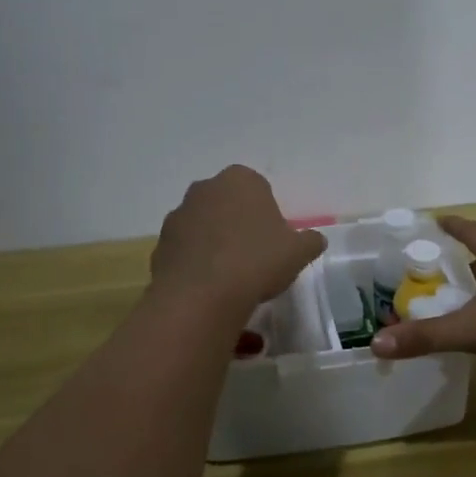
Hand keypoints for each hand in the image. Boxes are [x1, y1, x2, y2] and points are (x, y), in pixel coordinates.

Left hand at [150, 166, 325, 315]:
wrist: (202, 296)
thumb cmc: (257, 261)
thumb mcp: (298, 252)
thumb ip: (309, 241)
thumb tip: (315, 240)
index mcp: (240, 180)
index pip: (258, 188)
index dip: (267, 214)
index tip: (274, 240)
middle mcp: (205, 189)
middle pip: (227, 204)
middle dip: (238, 224)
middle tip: (255, 256)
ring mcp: (178, 215)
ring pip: (204, 226)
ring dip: (215, 243)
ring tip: (231, 277)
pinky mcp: (160, 245)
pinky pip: (186, 251)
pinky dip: (196, 264)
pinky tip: (210, 288)